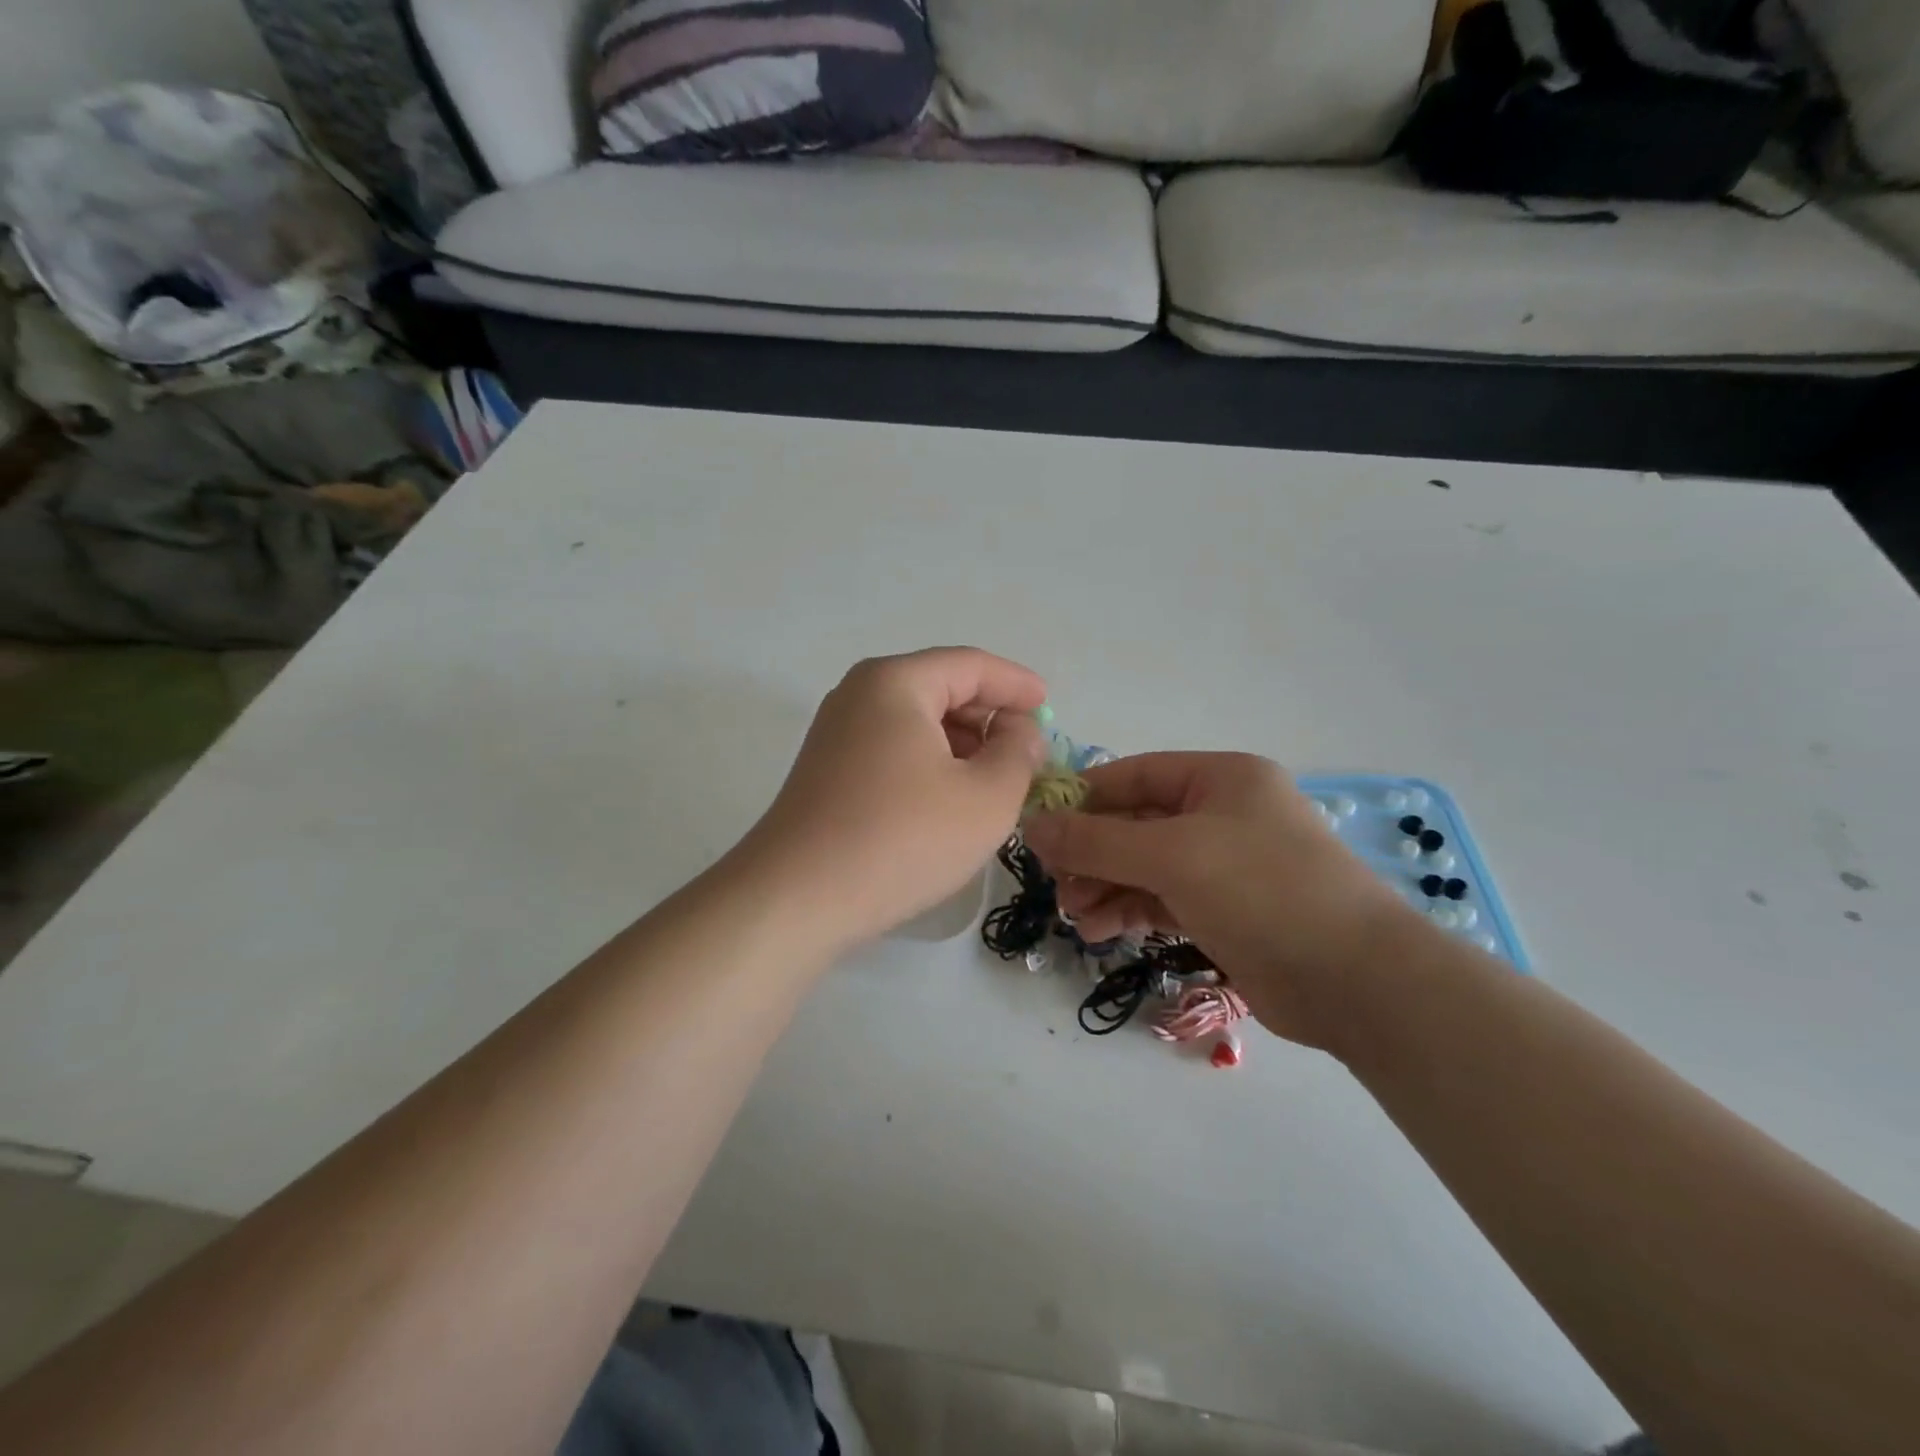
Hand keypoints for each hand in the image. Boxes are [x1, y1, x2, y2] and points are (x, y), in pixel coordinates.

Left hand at [739, 648, 1047, 950]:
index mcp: (896, 682)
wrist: (798, 898)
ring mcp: (836, 733)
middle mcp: (859, 695)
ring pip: (916, 722)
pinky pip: (893, 749)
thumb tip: (1020, 732)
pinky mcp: (827, 771)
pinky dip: (930, 763)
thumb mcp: (986, 797)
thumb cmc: (903, 838)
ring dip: (961, 744)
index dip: (1016, 684)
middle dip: (989, 716)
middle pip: (940, 688)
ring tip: (995, 781)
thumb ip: (1018, 754)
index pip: (970, 665)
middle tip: (1026, 752)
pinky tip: (949, 800)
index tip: (1049, 707)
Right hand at [1023, 753, 1420, 1049]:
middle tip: (1053, 883)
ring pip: (1143, 866)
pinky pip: (1159, 899)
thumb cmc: (1262, 890)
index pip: (1132, 775)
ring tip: (1073, 915)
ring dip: (1103, 886)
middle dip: (1090, 853)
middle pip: (1134, 823)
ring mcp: (1223, 864)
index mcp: (1219, 778)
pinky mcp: (1222, 910)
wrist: (1356, 980)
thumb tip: (1030, 826)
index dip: (1082, 798)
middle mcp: (1220, 814)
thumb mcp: (1172, 856)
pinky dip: (1127, 911)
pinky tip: (1097, 931)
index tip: (1037, 827)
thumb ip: (1096, 841)